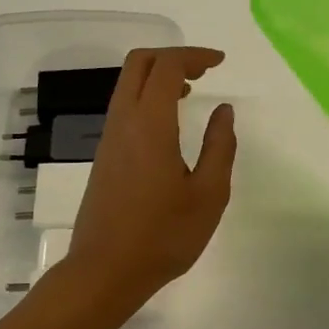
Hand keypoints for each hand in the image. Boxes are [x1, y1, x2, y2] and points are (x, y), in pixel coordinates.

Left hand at [65, 46, 237, 302]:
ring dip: (158, 76)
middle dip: (172, 57)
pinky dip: (147, 97)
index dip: (194, 56)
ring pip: (127, 84)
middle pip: (138, 63)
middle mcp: (123, 122)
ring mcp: (108, 138)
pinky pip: (124, 106)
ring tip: (191, 92)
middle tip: (203, 71)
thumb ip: (220, 146)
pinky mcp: (104, 155)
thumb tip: (223, 111)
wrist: (105, 271)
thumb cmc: (163, 235)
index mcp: (149, 124)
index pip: (166, 67)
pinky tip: (169, 123)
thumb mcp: (209, 194)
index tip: (220, 63)